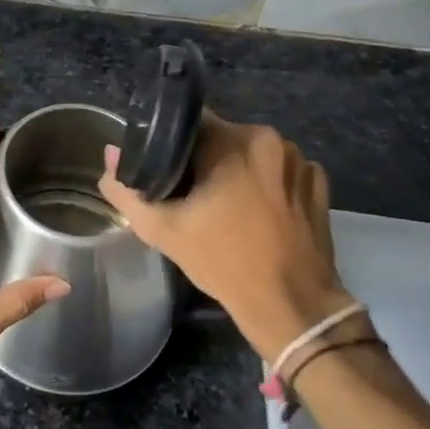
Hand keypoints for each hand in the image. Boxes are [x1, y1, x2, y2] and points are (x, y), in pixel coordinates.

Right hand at [97, 114, 353, 357]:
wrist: (293, 308)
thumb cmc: (224, 262)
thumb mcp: (162, 229)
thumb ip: (127, 189)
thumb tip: (110, 154)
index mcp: (232, 141)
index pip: (189, 121)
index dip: (170, 142)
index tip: (163, 167)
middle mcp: (270, 138)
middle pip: (221, 136)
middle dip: (203, 158)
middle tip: (189, 193)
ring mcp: (299, 160)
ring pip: (250, 152)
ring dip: (235, 169)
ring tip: (224, 204)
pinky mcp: (318, 183)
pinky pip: (279, 170)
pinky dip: (266, 183)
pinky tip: (257, 212)